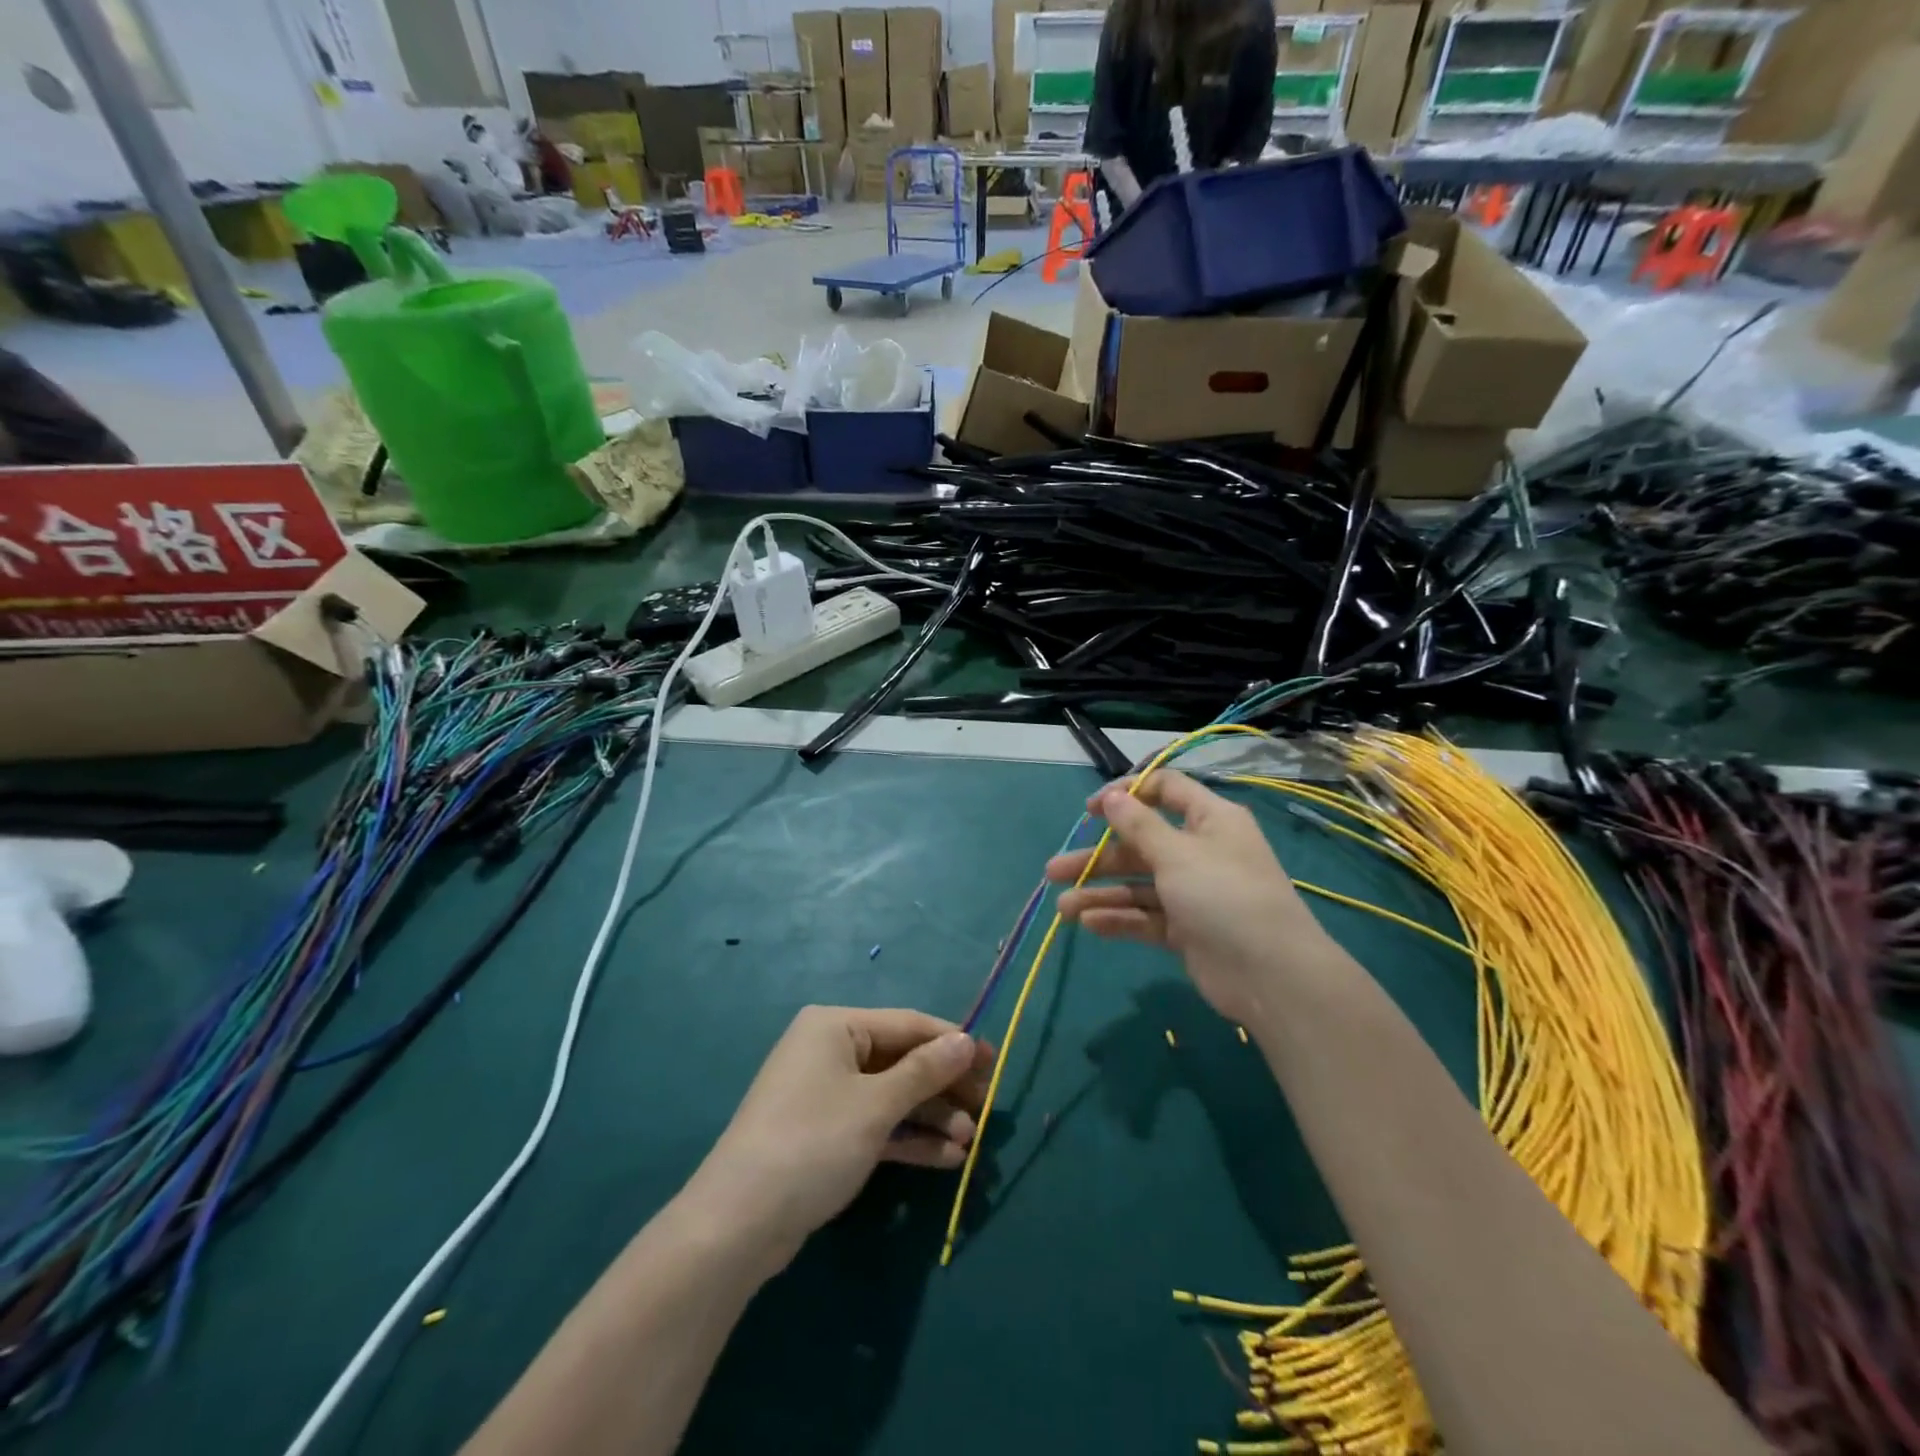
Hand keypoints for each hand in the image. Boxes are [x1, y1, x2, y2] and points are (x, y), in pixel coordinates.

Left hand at [684, 1007, 992, 1272]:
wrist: (737, 1225)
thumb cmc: (813, 1143)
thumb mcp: (876, 1105)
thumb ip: (925, 1071)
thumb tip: (966, 1040)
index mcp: (836, 1026)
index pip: (908, 1025)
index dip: (954, 1043)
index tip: (995, 1062)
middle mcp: (830, 1051)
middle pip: (902, 1061)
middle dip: (944, 1088)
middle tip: (987, 1109)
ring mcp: (826, 1094)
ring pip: (891, 1096)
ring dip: (931, 1117)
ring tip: (970, 1143)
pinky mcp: (825, 1134)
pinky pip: (876, 1125)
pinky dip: (908, 1138)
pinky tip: (946, 1159)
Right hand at [1046, 771, 1346, 1027]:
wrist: (1271, 976)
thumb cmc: (1224, 896)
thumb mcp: (1177, 853)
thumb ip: (1139, 825)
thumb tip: (1113, 795)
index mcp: (1209, 820)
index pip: (1165, 791)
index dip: (1126, 794)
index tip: (1090, 810)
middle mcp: (1201, 851)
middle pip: (1141, 845)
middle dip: (1098, 858)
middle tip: (1054, 870)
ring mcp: (1193, 893)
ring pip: (1138, 885)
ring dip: (1101, 893)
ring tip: (1062, 907)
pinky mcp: (1187, 929)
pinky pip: (1146, 916)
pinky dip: (1120, 918)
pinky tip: (1089, 924)